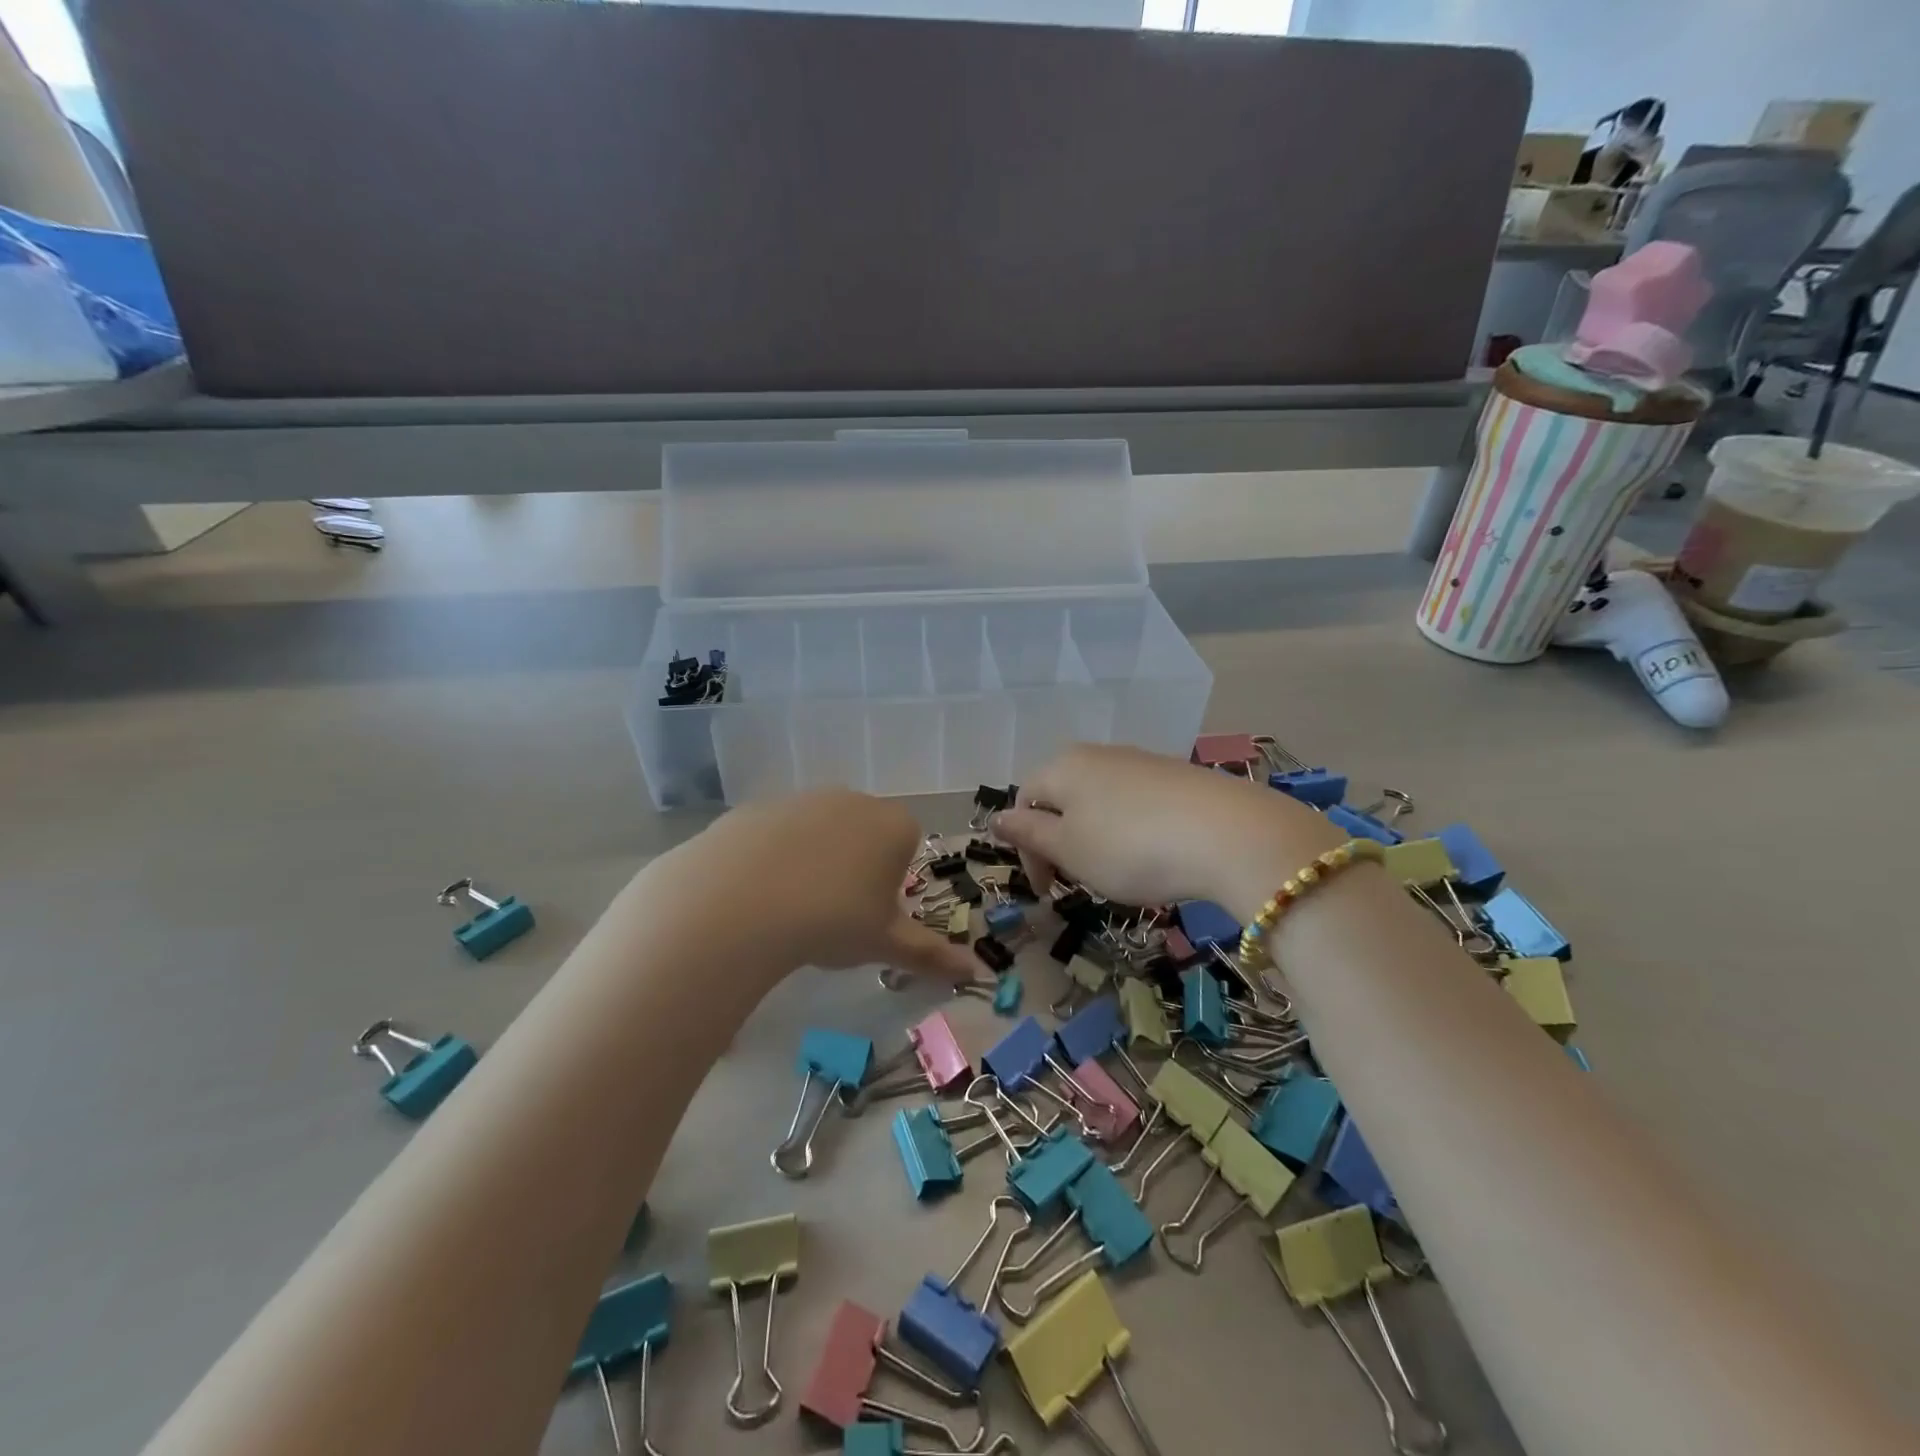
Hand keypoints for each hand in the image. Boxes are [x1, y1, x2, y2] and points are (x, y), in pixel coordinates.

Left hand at [663, 789, 980, 984]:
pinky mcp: (758, 807)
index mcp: (894, 824)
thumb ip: (931, 954)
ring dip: (814, 860)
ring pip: (819, 831)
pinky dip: (772, 857)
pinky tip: (757, 893)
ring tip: (792, 907)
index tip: (871, 912)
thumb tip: (974, 972)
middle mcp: (853, 799)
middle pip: (864, 833)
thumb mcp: (885, 943)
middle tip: (834, 913)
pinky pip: (776, 833)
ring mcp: (802, 798)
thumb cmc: (833, 920)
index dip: (892, 880)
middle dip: (856, 867)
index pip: (908, 844)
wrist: (741, 901)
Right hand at [993, 744, 1342, 917]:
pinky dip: (1131, 830)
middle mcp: (1098, 754)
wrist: (1229, 835)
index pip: (1025, 802)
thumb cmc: (1130, 847)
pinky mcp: (1178, 775)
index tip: (1046, 892)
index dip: (1028, 850)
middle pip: (1062, 797)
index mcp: (1062, 767)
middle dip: (1061, 840)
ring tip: (1117, 872)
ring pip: (1100, 800)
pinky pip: (1137, 802)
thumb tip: (996, 818)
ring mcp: (1141, 761)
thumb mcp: (1069, 849)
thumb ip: (1029, 833)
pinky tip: (1154, 854)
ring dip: (1095, 836)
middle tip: (1077, 880)